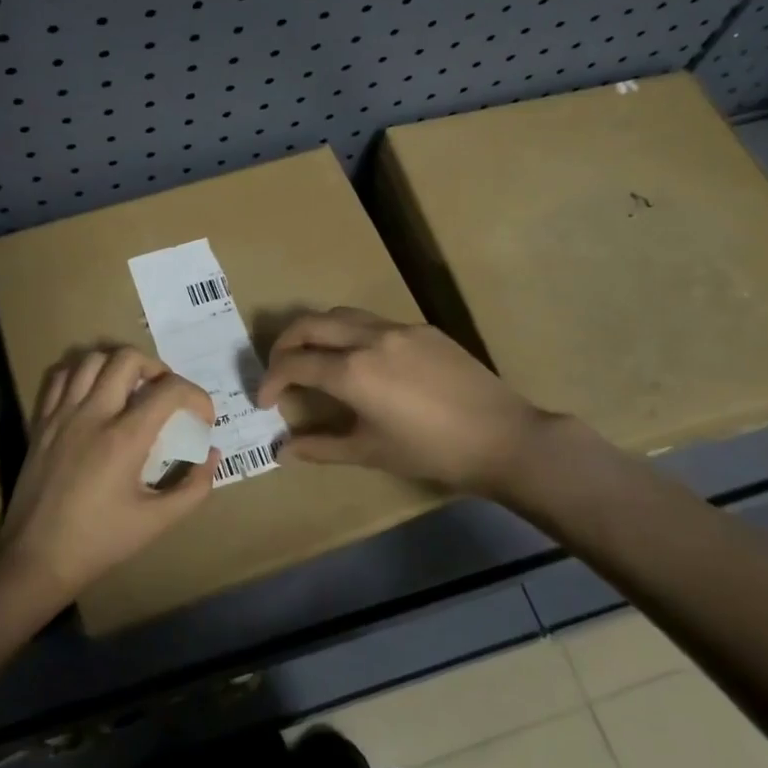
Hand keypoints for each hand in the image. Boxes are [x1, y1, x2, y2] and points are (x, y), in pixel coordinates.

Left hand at [1, 346, 216, 601]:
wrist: (36, 559)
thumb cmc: (100, 542)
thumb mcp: (157, 522)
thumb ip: (194, 487)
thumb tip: (212, 455)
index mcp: (124, 438)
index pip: (170, 390)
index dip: (196, 396)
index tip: (202, 418)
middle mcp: (93, 415)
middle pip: (128, 358)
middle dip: (157, 368)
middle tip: (165, 394)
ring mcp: (62, 414)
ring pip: (92, 358)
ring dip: (119, 365)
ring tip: (131, 388)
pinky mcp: (41, 422)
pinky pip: (61, 376)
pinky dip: (82, 373)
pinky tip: (93, 393)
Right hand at [256, 308, 550, 494]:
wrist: (503, 437)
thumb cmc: (432, 452)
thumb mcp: (371, 453)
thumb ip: (321, 447)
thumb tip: (282, 452)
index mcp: (352, 371)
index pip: (293, 364)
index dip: (271, 381)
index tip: (265, 401)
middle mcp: (368, 338)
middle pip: (309, 324)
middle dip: (284, 344)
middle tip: (279, 370)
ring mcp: (398, 329)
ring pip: (341, 315)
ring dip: (317, 332)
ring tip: (315, 358)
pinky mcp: (423, 329)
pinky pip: (374, 322)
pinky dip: (351, 334)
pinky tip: (362, 361)